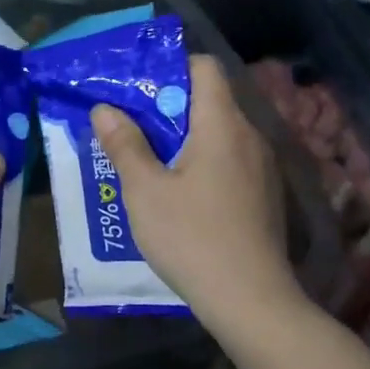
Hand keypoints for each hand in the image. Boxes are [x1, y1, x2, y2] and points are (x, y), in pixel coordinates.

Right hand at [92, 55, 297, 331]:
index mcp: (222, 125)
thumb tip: (105, 109)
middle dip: (168, 108)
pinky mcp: (265, 196)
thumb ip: (124, 145)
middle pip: (210, 101)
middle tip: (130, 126)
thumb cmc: (192, 238)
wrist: (251, 301)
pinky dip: (203, 163)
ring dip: (184, 138)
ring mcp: (262, 168)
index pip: (205, 67)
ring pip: (219, 134)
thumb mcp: (145, 191)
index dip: (171, 68)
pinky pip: (230, 161)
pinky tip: (180, 194)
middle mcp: (249, 136)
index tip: (138, 88)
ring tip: (148, 161)